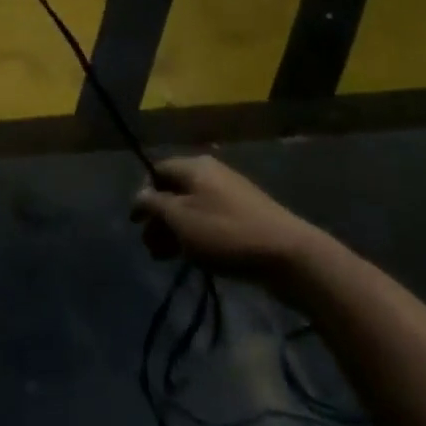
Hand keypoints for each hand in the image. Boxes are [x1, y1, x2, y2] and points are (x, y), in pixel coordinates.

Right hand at [130, 155, 325, 281]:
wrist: (289, 255)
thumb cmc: (225, 232)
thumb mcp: (180, 219)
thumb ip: (154, 205)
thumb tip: (139, 197)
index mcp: (194, 166)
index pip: (156, 171)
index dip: (143, 196)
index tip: (137, 224)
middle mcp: (211, 173)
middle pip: (174, 191)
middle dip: (159, 219)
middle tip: (151, 248)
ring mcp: (231, 194)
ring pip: (192, 209)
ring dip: (176, 231)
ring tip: (168, 259)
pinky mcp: (247, 217)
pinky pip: (211, 220)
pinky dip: (197, 236)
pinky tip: (196, 258)